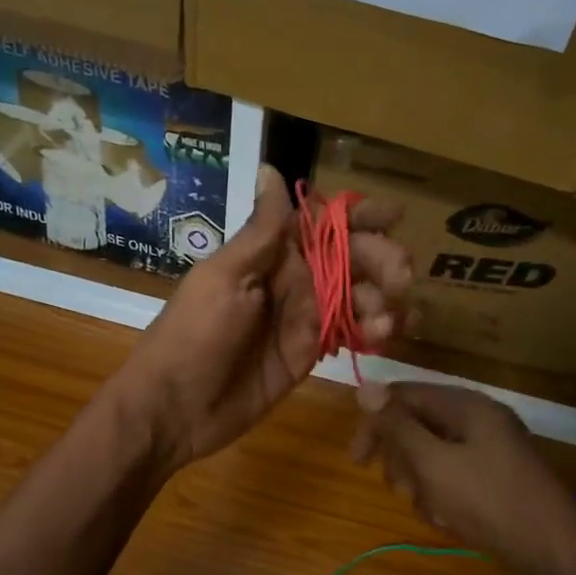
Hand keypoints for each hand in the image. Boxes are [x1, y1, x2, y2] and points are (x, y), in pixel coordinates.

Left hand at [110, 165, 411, 469]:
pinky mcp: (308, 354)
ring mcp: (302, 319)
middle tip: (400, 276)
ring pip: (356, 296)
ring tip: (389, 317)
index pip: (322, 224)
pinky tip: (387, 333)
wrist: (175, 407)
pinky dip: (373, 330)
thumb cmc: (195, 334)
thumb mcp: (226, 276)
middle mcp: (291, 280)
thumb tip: (271, 168)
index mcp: (270, 255)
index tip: (394, 216)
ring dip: (382, 299)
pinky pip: (348, 333)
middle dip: (380, 261)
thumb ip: (262, 232)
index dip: (358, 217)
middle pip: (349, 259)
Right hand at [351, 382, 575, 574]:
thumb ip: (397, 426)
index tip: (356, 461)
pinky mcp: (497, 479)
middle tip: (401, 489)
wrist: (552, 554)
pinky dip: (443, 496)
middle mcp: (480, 420)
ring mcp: (492, 450)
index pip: (404, 396)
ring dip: (421, 482)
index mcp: (467, 405)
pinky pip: (454, 476)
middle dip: (401, 459)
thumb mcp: (433, 463)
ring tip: (430, 509)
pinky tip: (448, 520)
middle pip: (419, 424)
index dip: (375, 423)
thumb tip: (364, 387)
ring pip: (433, 454)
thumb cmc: (487, 501)